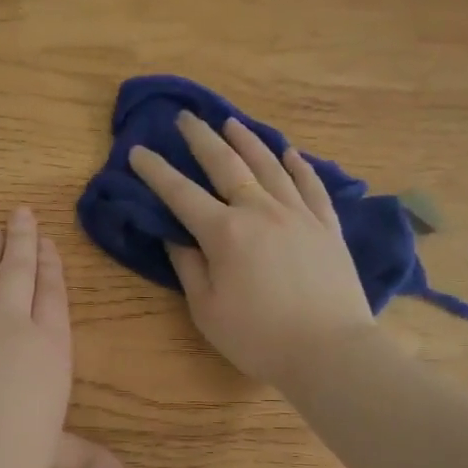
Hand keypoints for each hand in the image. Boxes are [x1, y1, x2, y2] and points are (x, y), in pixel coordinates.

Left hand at [0, 207, 124, 467]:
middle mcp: (9, 328)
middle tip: (19, 213)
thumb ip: (84, 456)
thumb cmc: (17, 456)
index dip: (51, 266)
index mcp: (48, 349)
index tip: (48, 242)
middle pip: (17, 274)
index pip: (52, 296)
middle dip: (21, 241)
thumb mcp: (55, 454)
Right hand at [129, 112, 375, 386]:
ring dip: (247, 140)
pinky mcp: (327, 225)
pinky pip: (311, 185)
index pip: (181, 194)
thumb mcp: (207, 310)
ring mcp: (298, 214)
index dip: (156, 171)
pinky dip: (297, 165)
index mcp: (225, 233)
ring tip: (231, 122)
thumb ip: (188, 267)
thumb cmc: (259, 337)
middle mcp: (260, 211)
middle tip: (186, 117)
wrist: (330, 350)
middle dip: (201, 139)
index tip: (137, 150)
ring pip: (269, 165)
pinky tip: (288, 152)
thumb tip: (173, 235)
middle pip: (227, 164)